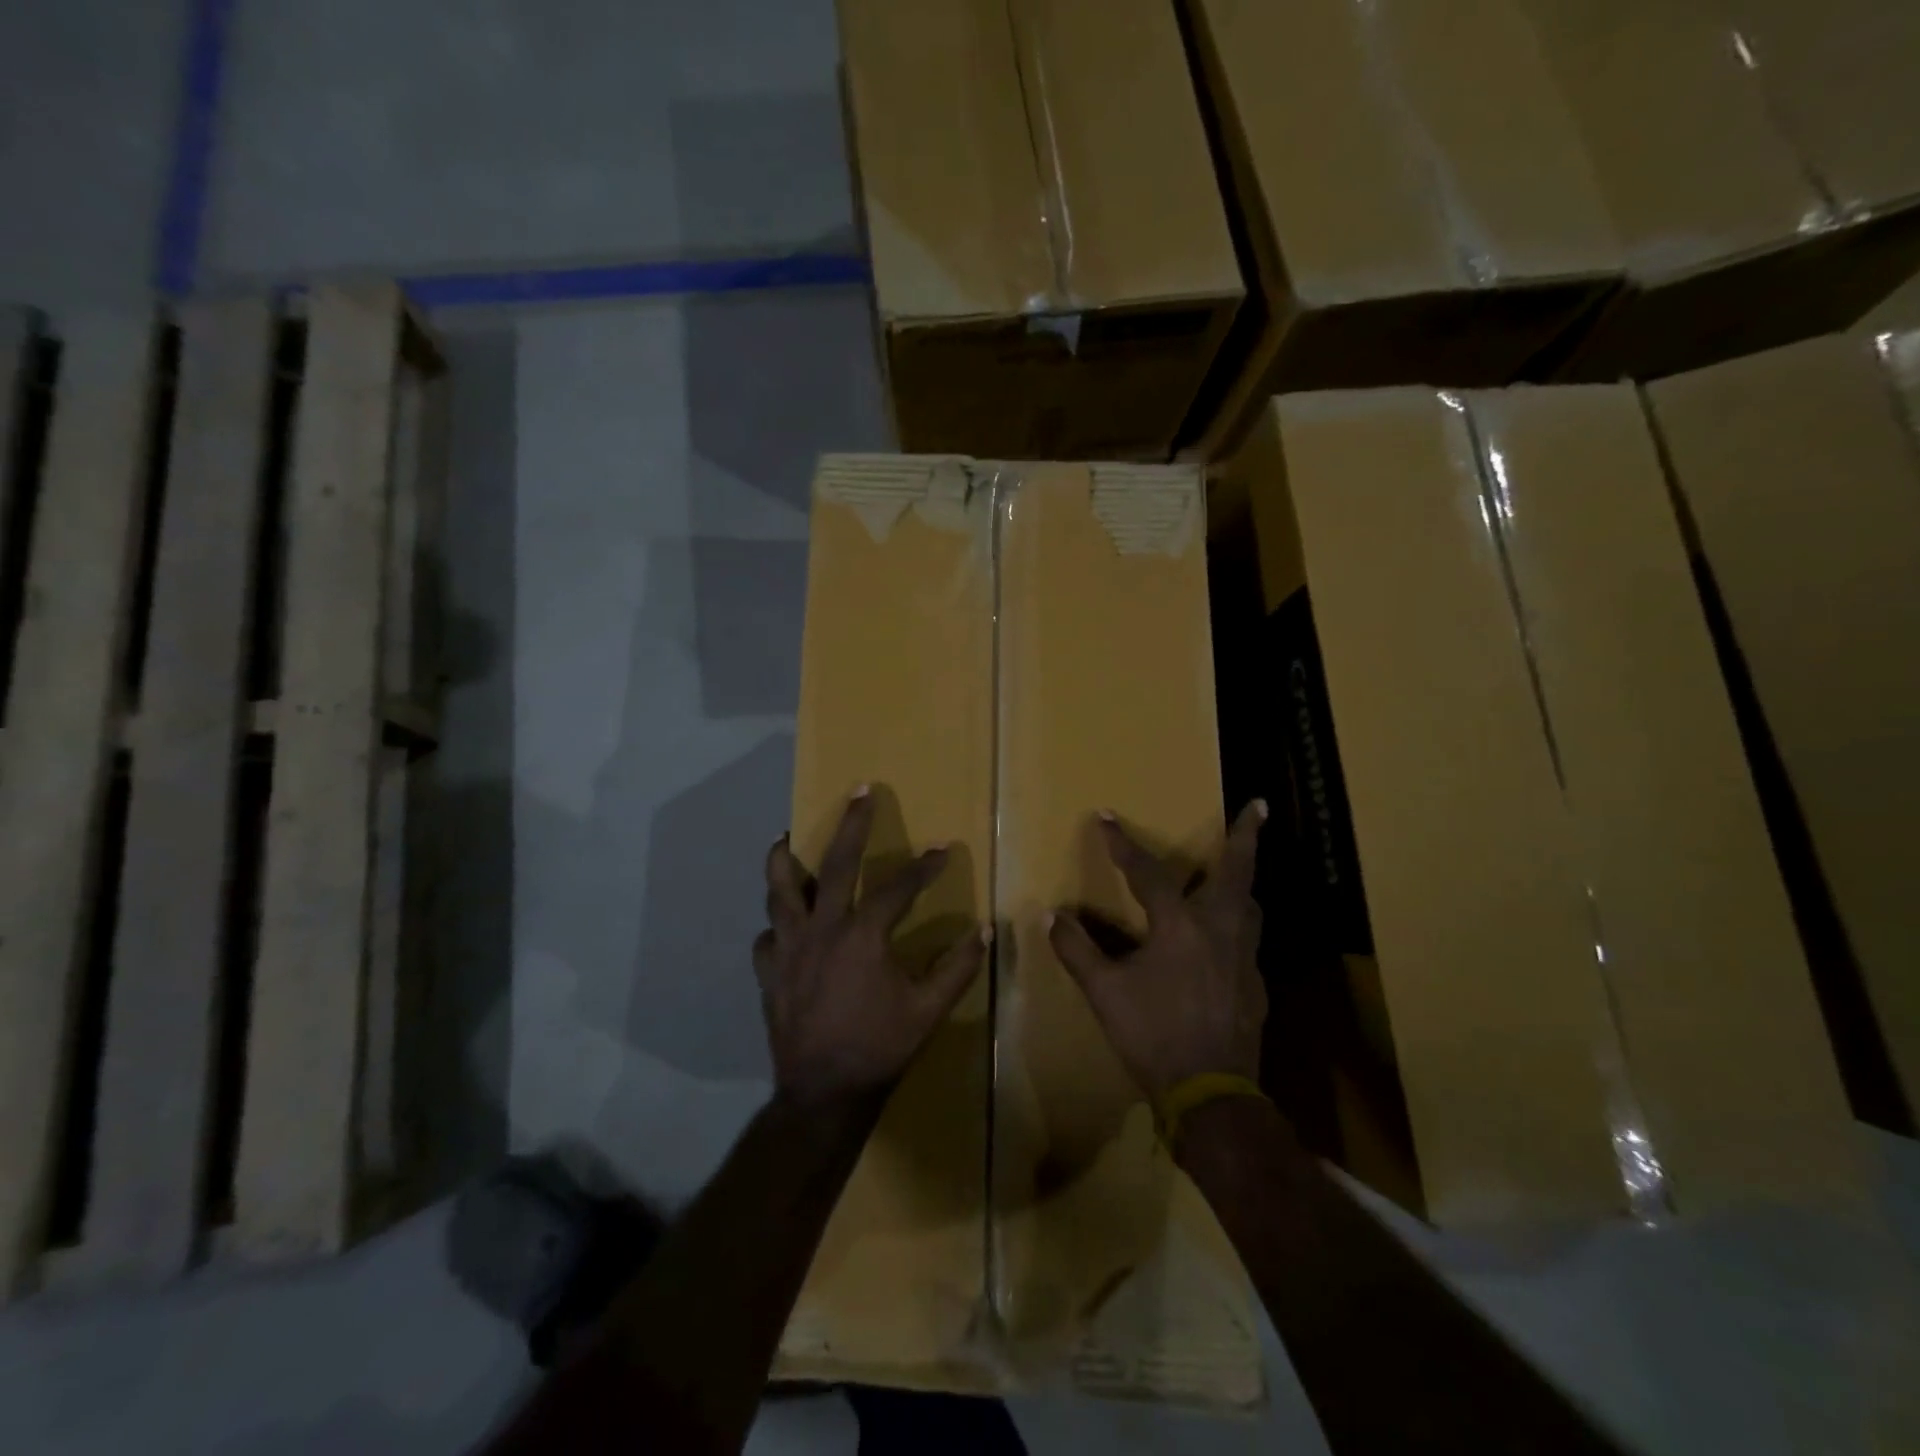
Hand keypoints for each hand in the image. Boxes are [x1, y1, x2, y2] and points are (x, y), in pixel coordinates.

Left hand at [756, 787, 988, 1109]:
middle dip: (850, 824)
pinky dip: (774, 926)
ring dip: (783, 862)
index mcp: (862, 936)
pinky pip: (766, 939)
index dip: (923, 868)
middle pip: (834, 864)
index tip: (942, 850)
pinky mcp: (769, 973)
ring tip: (785, 838)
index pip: (897, 888)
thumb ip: (957, 967)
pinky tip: (781, 925)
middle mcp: (821, 930)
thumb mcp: (928, 1010)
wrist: (823, 1093)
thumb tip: (984, 931)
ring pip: (779, 892)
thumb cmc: (880, 1047)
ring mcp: (788, 950)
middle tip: (859, 791)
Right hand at [1048, 801, 1267, 1103]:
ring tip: (1238, 868)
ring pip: (1250, 905)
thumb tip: (1051, 916)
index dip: (1122, 843)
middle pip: (1237, 871)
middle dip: (1247, 835)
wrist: (1211, 1094)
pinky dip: (1238, 923)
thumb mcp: (1104, 992)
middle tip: (1260, 805)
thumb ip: (1077, 950)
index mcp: (1180, 926)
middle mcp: (1220, 930)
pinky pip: (1248, 939)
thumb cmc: (1153, 1035)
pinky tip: (1224, 939)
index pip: (1147, 872)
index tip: (1105, 816)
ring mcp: (1244, 957)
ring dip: (1244, 880)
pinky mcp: (1255, 984)